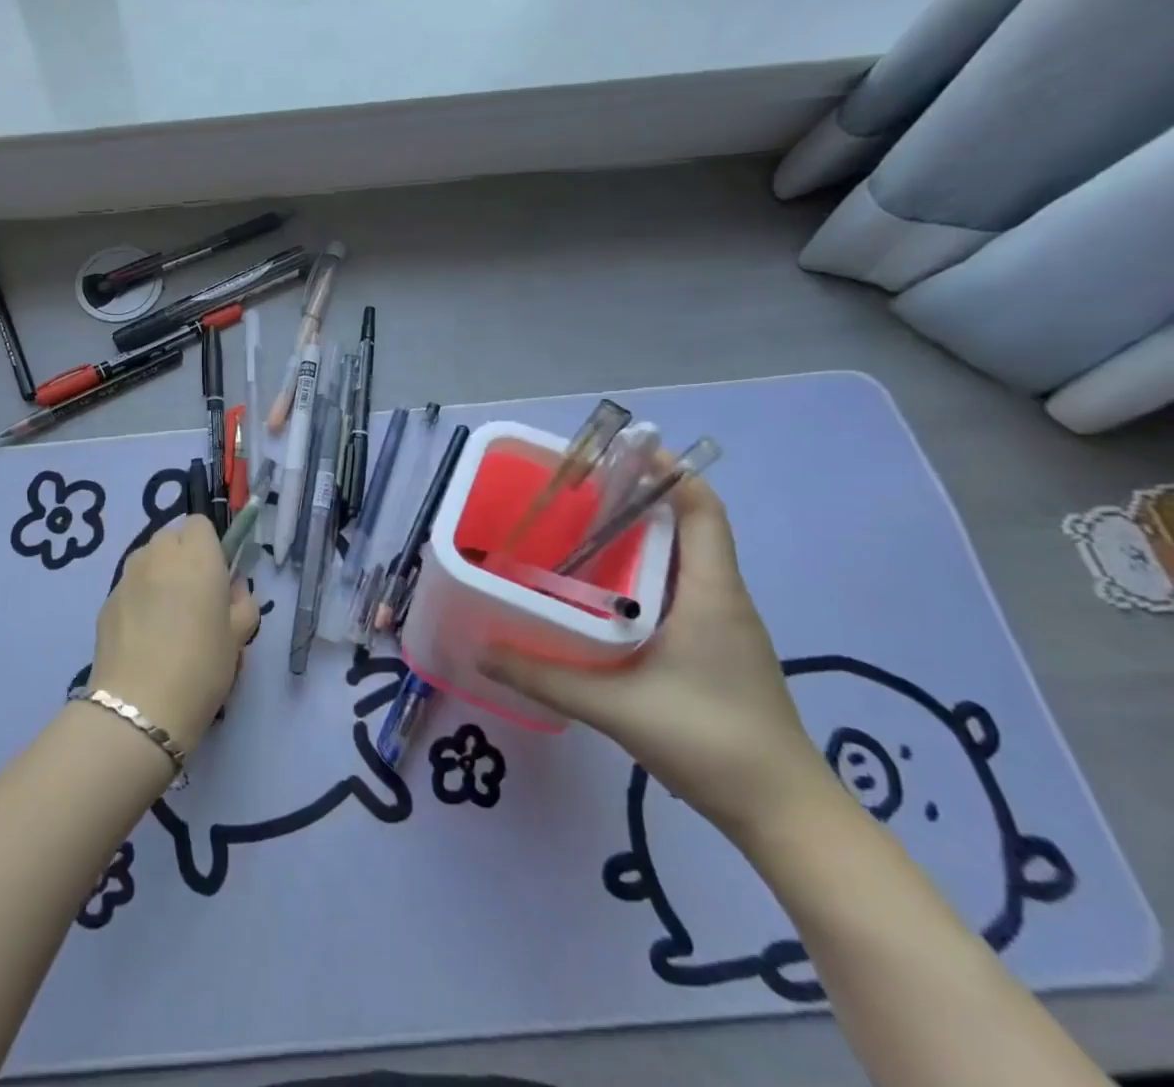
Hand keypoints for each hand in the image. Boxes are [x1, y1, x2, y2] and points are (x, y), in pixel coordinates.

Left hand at [88, 517, 258, 755]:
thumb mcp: (238, 637)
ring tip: (168, 616)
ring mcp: (127, 576)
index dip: (210, 545)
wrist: (139, 708)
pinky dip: (140, 597)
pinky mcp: (106, 601)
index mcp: (196, 555)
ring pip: (148, 558)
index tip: (217, 576)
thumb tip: (232, 590)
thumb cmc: (201, 666)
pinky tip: (145, 635)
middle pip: (172, 536)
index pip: (200, 523)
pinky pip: (130, 585)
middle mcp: (158, 554)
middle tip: (196, 596)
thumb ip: (242, 603)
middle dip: (184, 555)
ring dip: (160, 573)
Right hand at [478, 475, 830, 840]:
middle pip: (687, 527)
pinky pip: (678, 590)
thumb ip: (543, 676)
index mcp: (710, 594)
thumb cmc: (710, 743)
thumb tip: (480, 648)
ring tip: (578, 531)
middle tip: (576, 491)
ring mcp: (723, 625)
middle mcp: (721, 598)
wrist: (785, 815)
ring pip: (681, 560)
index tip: (623, 450)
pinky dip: (643, 574)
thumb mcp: (615, 708)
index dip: (670, 472)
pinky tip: (601, 592)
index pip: (702, 510)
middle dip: (637, 500)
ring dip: (639, 538)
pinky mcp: (717, 649)